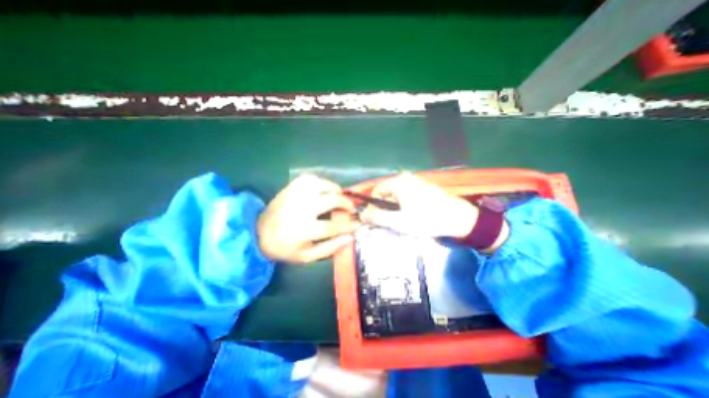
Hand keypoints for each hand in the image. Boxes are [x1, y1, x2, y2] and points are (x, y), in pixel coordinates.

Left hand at [256, 173, 359, 263]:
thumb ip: (330, 248)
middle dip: (346, 203)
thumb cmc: (285, 248)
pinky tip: (323, 188)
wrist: (258, 234)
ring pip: (321, 184)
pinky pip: (308, 178)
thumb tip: (350, 237)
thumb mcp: (307, 256)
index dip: (349, 225)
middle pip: (330, 200)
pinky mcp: (289, 189)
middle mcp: (300, 210)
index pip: (333, 226)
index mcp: (304, 231)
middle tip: (350, 207)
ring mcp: (294, 196)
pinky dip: (320, 181)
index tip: (358, 224)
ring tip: (338, 195)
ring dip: (334, 189)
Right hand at [361, 173, 475, 235]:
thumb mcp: (398, 221)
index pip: (375, 191)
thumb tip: (361, 214)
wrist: (458, 219)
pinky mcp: (422, 187)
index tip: (375, 220)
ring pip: (395, 196)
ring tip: (400, 222)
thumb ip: (377, 217)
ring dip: (393, 209)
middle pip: (385, 193)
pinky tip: (410, 216)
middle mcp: (405, 178)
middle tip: (388, 223)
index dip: (372, 206)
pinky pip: (405, 196)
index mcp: (398, 182)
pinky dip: (403, 206)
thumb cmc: (426, 219)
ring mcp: (415, 182)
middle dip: (383, 208)